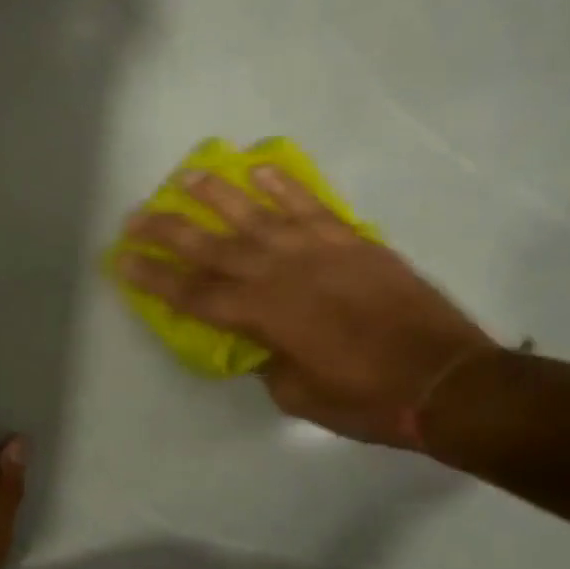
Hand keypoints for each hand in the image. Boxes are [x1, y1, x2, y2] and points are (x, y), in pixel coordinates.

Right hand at [117, 167, 496, 447]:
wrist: (447, 379)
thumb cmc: (366, 398)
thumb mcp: (298, 394)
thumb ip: (268, 359)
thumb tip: (259, 341)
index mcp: (262, 316)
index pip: (193, 293)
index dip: (154, 277)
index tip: (122, 260)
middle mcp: (280, 274)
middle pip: (211, 246)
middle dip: (167, 231)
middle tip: (134, 216)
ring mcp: (317, 251)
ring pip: (255, 214)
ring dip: (216, 194)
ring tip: (186, 175)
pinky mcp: (351, 242)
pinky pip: (310, 205)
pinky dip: (284, 185)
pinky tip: (259, 169)